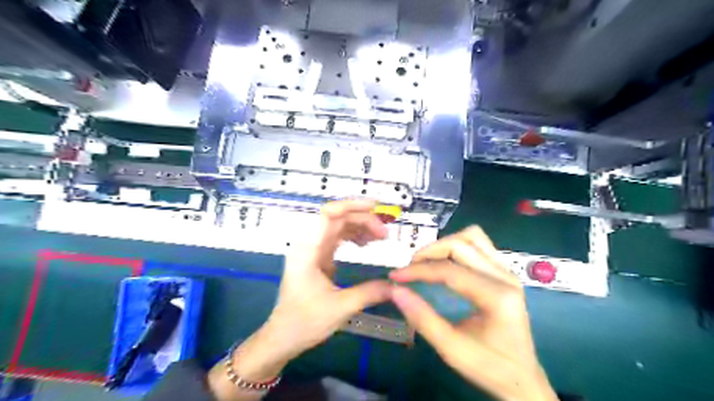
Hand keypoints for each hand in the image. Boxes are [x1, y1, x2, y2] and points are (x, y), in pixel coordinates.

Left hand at [265, 199, 391, 357]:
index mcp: (308, 250)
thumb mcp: (341, 307)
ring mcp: (312, 250)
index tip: (375, 207)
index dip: (351, 205)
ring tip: (380, 237)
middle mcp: (309, 244)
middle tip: (385, 233)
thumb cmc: (305, 321)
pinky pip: (337, 238)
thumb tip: (396, 285)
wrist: (283, 337)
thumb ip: (370, 293)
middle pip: (337, 218)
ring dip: (359, 227)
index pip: (328, 214)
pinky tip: (365, 244)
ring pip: (338, 226)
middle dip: (363, 219)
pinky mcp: (317, 258)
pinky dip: (353, 236)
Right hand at [391, 225, 556, 400]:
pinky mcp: (504, 272)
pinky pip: (479, 245)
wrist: (523, 379)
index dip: (418, 270)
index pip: (450, 271)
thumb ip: (422, 318)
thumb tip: (395, 291)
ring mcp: (507, 271)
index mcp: (497, 297)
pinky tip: (445, 263)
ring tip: (427, 262)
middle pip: (461, 244)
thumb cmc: (489, 367)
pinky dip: (457, 247)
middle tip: (410, 269)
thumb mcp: (452, 349)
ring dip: (445, 244)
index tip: (395, 276)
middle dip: (430, 252)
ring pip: (473, 237)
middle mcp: (505, 276)